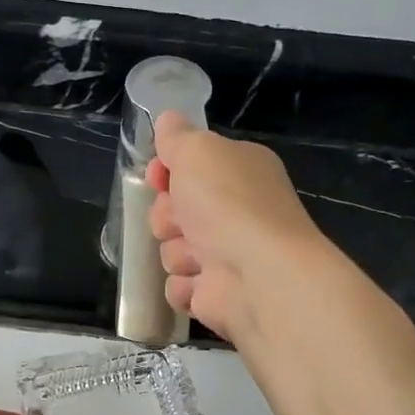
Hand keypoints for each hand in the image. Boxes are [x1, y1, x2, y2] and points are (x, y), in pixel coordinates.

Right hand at [146, 111, 324, 340]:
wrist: (257, 274)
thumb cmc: (228, 204)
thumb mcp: (197, 151)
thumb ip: (178, 136)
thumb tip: (168, 119)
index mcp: (240, 172)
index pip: (191, 167)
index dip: (167, 172)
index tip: (157, 176)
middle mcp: (236, 213)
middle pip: (174, 212)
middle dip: (168, 217)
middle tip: (182, 220)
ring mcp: (227, 257)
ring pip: (172, 250)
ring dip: (177, 252)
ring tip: (199, 256)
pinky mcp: (216, 295)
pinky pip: (179, 287)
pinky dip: (185, 286)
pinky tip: (202, 283)